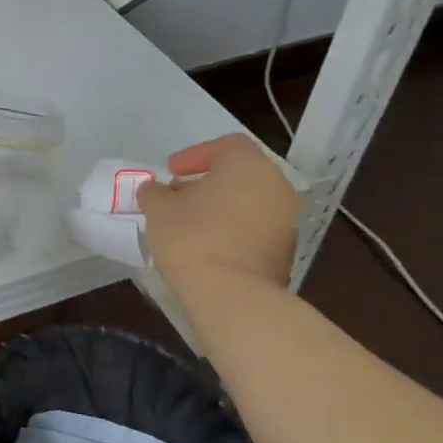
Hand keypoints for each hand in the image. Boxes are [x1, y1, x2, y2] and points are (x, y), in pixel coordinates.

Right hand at [137, 133, 300, 286]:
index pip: (226, 145)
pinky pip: (256, 229)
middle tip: (178, 196)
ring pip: (250, 202)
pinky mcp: (287, 252)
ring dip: (221, 207)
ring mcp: (287, 221)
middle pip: (240, 174)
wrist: (233, 297)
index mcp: (249, 165)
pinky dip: (234, 229)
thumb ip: (155, 192)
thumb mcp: (158, 208)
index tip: (172, 171)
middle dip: (208, 182)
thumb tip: (157, 191)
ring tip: (189, 224)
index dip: (196, 154)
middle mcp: (276, 186)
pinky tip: (208, 246)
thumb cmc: (193, 237)